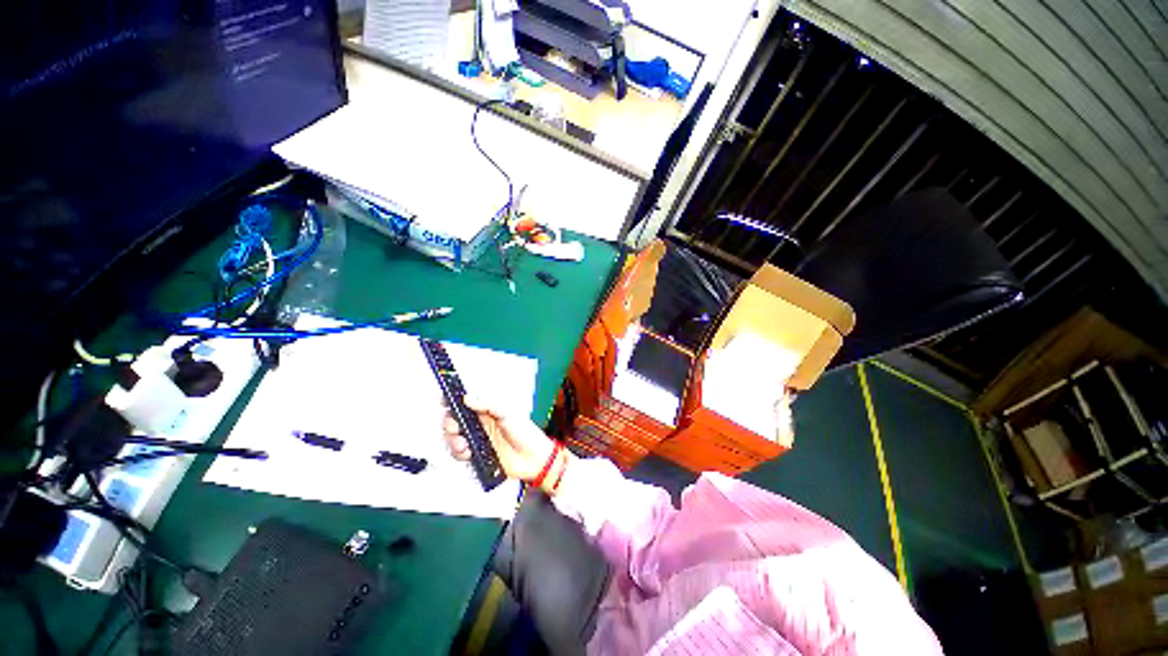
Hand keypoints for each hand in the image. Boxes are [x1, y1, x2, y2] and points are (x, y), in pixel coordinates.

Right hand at [442, 394, 556, 482]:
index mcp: (488, 409)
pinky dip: (459, 454)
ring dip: (453, 441)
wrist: (533, 459)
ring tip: (464, 445)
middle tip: (455, 428)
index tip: (442, 400)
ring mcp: (477, 438)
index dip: (453, 399)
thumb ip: (488, 405)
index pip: (466, 401)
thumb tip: (468, 398)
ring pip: (454, 436)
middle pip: (455, 419)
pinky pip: (459, 453)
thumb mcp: (508, 414)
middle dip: (449, 423)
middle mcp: (480, 422)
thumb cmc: (525, 432)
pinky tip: (468, 453)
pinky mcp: (477, 454)